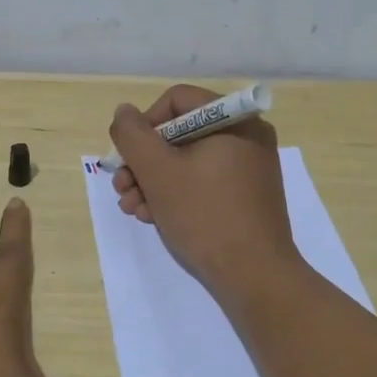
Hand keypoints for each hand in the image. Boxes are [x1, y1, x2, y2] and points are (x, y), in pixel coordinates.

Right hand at [108, 85, 299, 299]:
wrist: (254, 276)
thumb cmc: (205, 215)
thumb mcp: (158, 171)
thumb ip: (133, 135)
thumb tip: (124, 113)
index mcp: (234, 119)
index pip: (175, 101)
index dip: (144, 125)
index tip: (128, 158)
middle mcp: (246, 135)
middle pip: (179, 133)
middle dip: (143, 162)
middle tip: (122, 189)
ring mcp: (249, 167)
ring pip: (188, 160)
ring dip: (153, 181)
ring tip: (134, 209)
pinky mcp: (247, 195)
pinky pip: (204, 181)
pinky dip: (177, 194)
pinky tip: (154, 217)